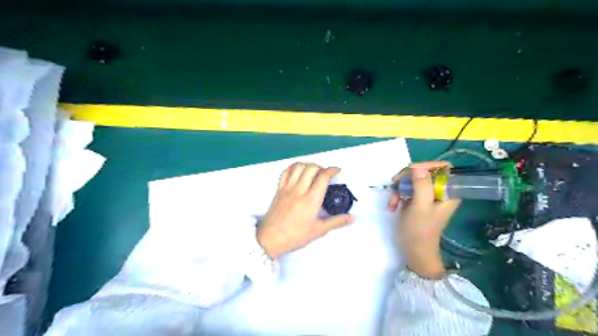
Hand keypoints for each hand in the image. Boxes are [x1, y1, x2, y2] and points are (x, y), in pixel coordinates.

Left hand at [255, 163, 353, 259]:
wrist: (270, 239)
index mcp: (311, 200)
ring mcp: (287, 188)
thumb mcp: (318, 230)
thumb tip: (352, 218)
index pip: (323, 177)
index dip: (332, 170)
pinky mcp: (278, 189)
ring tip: (312, 172)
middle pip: (311, 168)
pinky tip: (298, 171)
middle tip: (325, 174)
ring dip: (308, 165)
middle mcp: (299, 190)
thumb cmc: (296, 236)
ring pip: (298, 167)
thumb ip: (336, 222)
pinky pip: (285, 172)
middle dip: (321, 167)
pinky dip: (293, 167)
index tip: (337, 170)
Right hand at [390, 162, 458, 278]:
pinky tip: (392, 205)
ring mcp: (426, 195)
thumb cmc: (420, 230)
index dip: (427, 166)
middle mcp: (439, 191)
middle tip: (396, 184)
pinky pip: (406, 188)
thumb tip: (418, 167)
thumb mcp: (420, 207)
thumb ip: (422, 186)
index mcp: (448, 192)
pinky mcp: (416, 199)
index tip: (411, 172)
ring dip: (399, 187)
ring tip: (392, 201)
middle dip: (407, 177)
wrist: (414, 251)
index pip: (443, 168)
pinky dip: (397, 194)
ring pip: (412, 179)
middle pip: (424, 171)